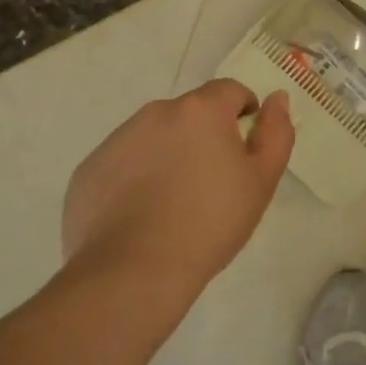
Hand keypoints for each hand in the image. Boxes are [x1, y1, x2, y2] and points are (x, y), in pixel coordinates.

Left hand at [59, 80, 293, 302]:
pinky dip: (133, 179)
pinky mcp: (88, 170)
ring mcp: (117, 140)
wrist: (132, 273)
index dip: (242, 115)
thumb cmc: (209, 223)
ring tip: (171, 204)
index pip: (230, 91)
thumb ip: (277, 132)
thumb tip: (277, 98)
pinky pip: (121, 164)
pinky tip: (139, 217)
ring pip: (153, 137)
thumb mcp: (261, 181)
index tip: (242, 152)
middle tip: (209, 184)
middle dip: (202, 137)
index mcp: (201, 110)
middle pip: (190, 114)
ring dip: (167, 155)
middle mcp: (157, 112)